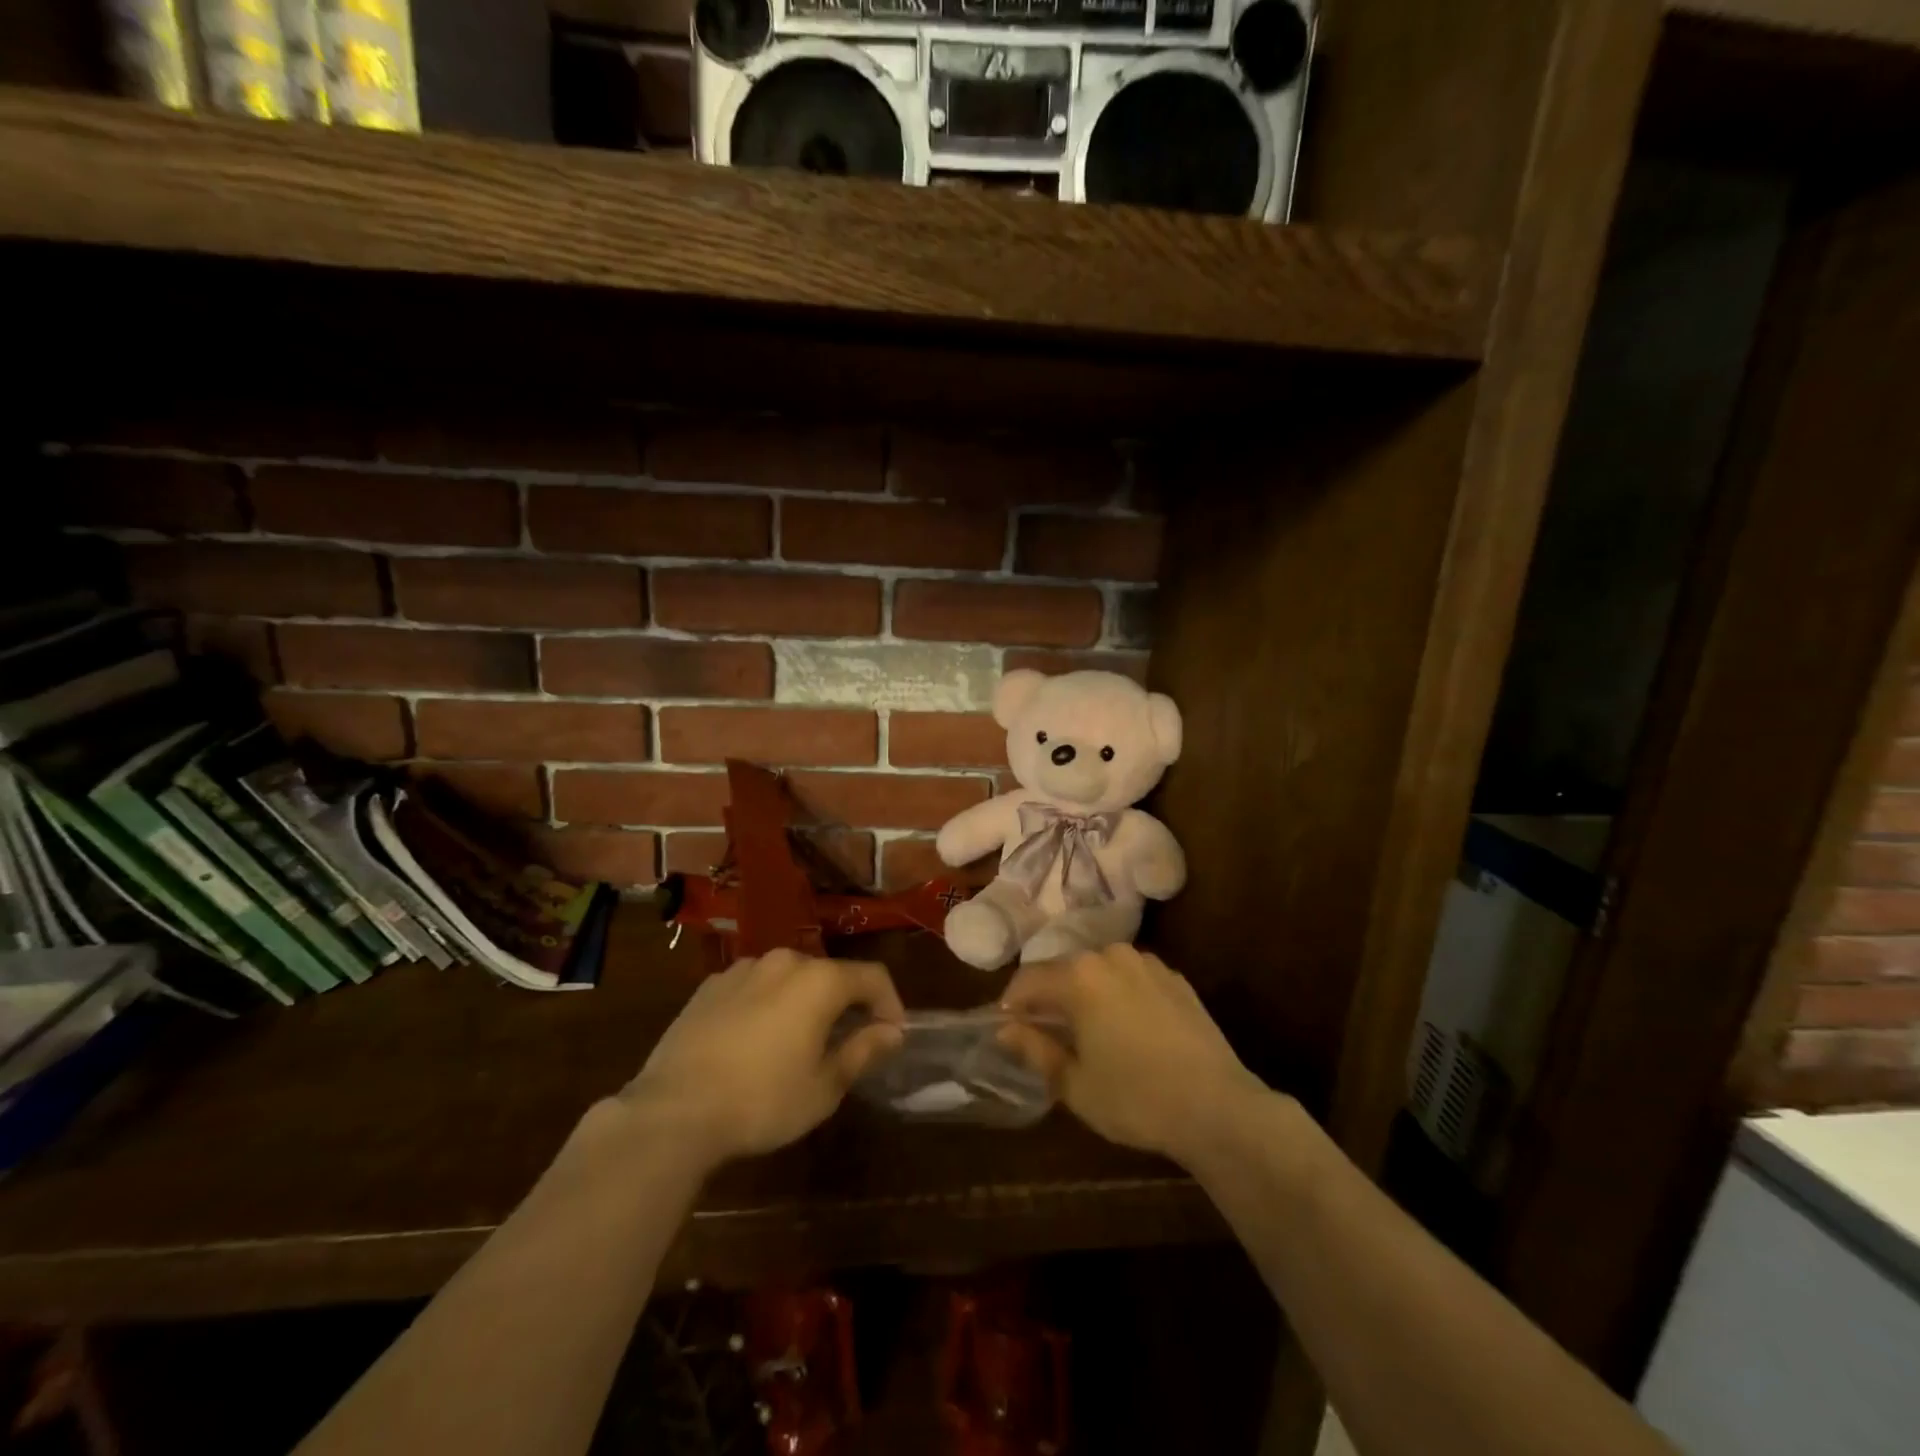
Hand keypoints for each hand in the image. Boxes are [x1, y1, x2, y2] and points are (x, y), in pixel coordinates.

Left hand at [624, 951, 904, 1166]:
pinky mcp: (710, 985)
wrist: (673, 1111)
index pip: (872, 977)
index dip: (890, 1003)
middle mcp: (784, 961)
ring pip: (790, 978)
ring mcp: (743, 969)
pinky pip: (754, 987)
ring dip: (804, 1002)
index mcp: (819, 980)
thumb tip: (892, 1031)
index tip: (892, 1034)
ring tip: (798, 1042)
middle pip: (829, 974)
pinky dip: (767, 1005)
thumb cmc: (762, 1101)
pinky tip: (755, 1041)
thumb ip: (863, 1051)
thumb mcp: (823, 1086)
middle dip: (846, 1003)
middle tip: (847, 1041)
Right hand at [1000, 945, 1265, 1164]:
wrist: (1218, 1107)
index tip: (1006, 1029)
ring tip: (1087, 1031)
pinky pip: (1131, 978)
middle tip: (1046, 1035)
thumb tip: (1004, 1029)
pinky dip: (1118, 995)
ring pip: (1099, 971)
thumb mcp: (1074, 1084)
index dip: (1012, 1004)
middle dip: (1049, 997)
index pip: (1028, 980)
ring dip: (1085, 993)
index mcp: (1079, 976)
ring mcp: (1147, 963)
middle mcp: (1110, 955)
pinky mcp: (1175, 978)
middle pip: (1064, 970)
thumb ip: (1035, 1049)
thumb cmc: (1136, 1099)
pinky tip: (1127, 1029)